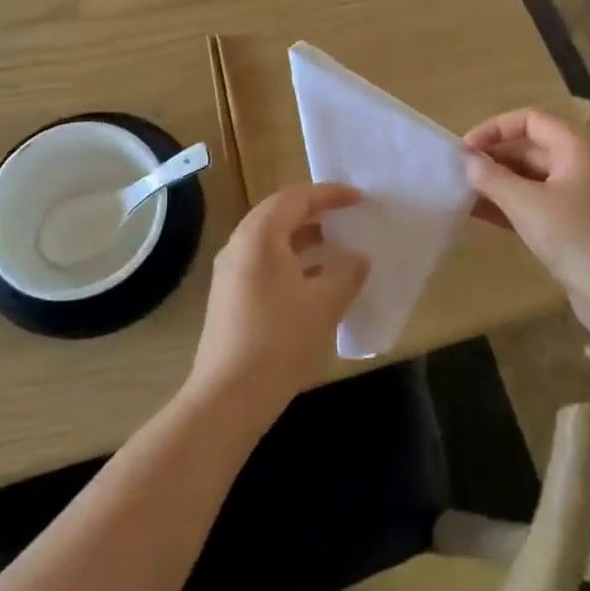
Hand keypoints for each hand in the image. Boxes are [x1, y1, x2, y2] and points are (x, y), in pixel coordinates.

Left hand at [189, 183, 368, 417]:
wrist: (228, 396)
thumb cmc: (279, 340)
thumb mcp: (324, 304)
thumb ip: (347, 273)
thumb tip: (359, 257)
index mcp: (259, 234)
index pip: (297, 197)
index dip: (331, 194)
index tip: (360, 199)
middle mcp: (239, 244)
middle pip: (280, 213)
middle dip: (316, 212)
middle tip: (348, 217)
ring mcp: (230, 271)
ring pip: (272, 240)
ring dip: (304, 238)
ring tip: (337, 247)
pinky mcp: (230, 296)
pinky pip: (265, 262)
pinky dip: (292, 261)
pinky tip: (315, 282)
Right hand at [464, 109, 589, 327]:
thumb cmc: (575, 238)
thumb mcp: (526, 204)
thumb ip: (492, 177)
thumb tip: (467, 160)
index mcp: (576, 147)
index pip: (530, 120)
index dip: (495, 128)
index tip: (465, 149)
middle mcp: (580, 164)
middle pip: (530, 147)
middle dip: (493, 157)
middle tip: (459, 173)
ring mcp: (579, 196)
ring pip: (531, 178)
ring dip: (498, 183)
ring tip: (463, 193)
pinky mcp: (575, 225)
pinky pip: (536, 203)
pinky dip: (510, 204)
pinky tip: (481, 214)